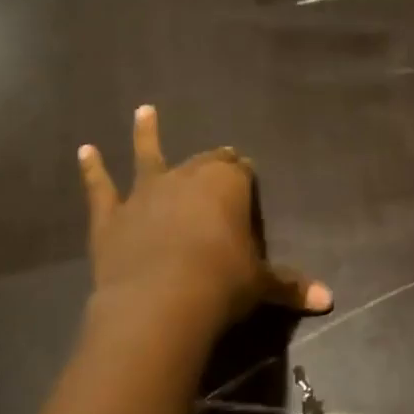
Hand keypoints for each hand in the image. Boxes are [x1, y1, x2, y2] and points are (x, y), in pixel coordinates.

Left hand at [77, 106, 331, 328]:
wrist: (160, 303)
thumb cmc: (222, 284)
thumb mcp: (261, 284)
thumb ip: (290, 286)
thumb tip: (329, 300)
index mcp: (227, 185)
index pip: (240, 171)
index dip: (243, 173)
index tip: (245, 173)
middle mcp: (187, 178)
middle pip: (202, 161)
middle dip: (211, 159)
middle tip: (218, 156)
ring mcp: (145, 193)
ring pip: (147, 155)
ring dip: (145, 133)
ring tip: (142, 111)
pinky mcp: (112, 216)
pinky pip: (101, 187)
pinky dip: (92, 169)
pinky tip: (84, 151)